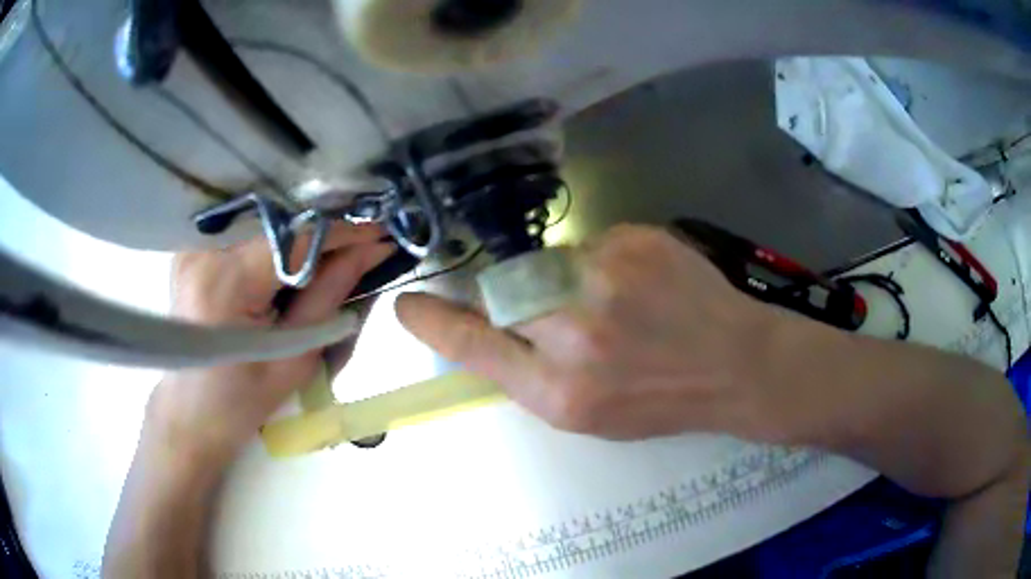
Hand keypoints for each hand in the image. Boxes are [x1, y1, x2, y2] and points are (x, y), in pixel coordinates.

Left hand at [146, 224, 393, 467]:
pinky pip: (244, 230)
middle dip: (324, 229)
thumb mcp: (294, 359)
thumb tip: (369, 250)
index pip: (295, 237)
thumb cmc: (240, 403)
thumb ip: (329, 296)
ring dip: (301, 232)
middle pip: (278, 220)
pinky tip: (293, 255)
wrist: (189, 414)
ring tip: (333, 249)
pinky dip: (275, 239)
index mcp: (225, 283)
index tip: (382, 232)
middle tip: (361, 244)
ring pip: (263, 220)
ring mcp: (191, 246)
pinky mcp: (190, 249)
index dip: (343, 231)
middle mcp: (203, 251)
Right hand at [396, 224, 803, 441]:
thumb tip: (496, 324)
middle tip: (566, 316)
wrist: (736, 366)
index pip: (473, 346)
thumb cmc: (660, 401)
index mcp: (558, 391)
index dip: (434, 323)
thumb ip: (531, 371)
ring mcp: (607, 279)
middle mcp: (574, 333)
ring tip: (618, 304)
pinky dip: (604, 263)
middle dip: (520, 300)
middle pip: (503, 292)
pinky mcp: (636, 243)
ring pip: (548, 263)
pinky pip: (591, 245)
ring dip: (567, 281)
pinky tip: (642, 286)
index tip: (407, 305)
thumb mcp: (586, 413)